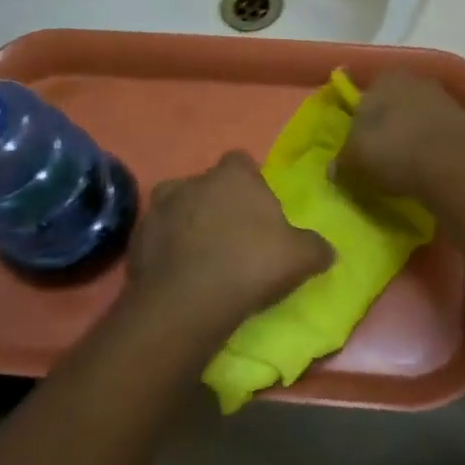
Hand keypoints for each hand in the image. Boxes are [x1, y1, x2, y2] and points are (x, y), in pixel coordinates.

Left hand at [127, 153, 333, 330]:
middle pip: (207, 185)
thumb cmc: (250, 264)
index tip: (257, 209)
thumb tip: (328, 251)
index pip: (241, 162)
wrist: (188, 303)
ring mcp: (158, 210)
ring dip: (187, 225)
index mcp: (232, 175)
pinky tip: (180, 277)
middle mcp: (192, 181)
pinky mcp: (135, 241)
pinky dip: (166, 251)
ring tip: (202, 257)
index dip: (249, 183)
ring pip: (177, 209)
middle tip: (232, 236)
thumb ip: (316, 248)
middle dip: (217, 204)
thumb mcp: (300, 257)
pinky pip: (156, 239)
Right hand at [336, 74, 464, 201]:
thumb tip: (335, 168)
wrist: (454, 166)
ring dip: (411, 139)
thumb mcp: (353, 160)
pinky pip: (439, 135)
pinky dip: (432, 149)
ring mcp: (445, 99)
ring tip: (404, 169)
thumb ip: (341, 161)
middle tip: (379, 159)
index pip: (365, 97)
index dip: (359, 123)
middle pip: (393, 106)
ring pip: (418, 120)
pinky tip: (428, 170)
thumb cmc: (394, 151)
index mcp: (385, 78)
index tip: (358, 147)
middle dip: (387, 128)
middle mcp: (416, 80)